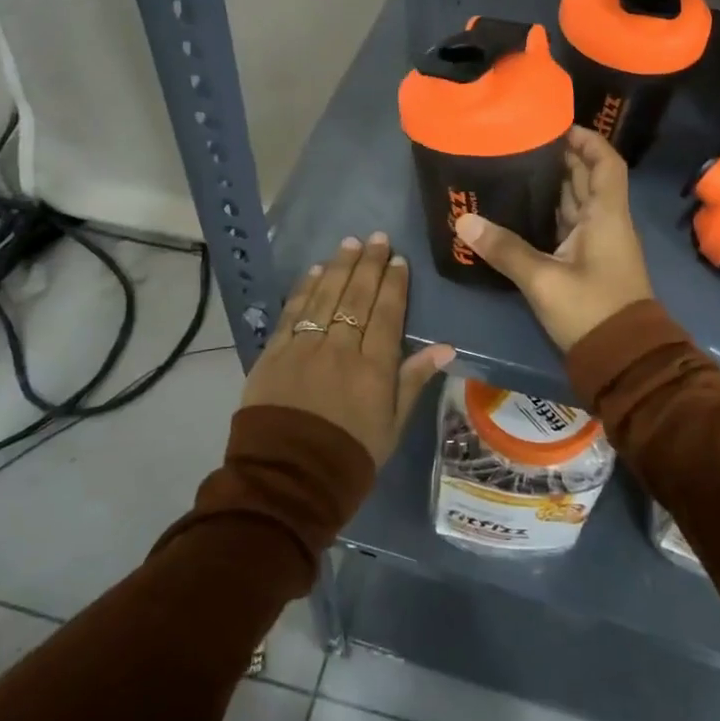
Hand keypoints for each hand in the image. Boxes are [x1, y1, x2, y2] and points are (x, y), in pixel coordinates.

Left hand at [241, 232, 455, 465]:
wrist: (286, 483)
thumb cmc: (349, 458)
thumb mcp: (392, 427)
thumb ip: (414, 381)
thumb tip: (445, 347)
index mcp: (374, 368)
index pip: (388, 314)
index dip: (394, 284)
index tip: (399, 260)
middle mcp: (340, 349)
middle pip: (357, 297)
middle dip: (369, 264)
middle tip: (378, 238)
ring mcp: (304, 348)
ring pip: (325, 297)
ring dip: (339, 266)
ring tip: (350, 243)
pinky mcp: (274, 354)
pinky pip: (293, 313)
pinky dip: (305, 289)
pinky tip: (314, 271)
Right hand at [452, 127, 653, 351]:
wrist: (623, 360)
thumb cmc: (591, 309)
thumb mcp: (543, 280)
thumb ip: (505, 250)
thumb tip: (464, 221)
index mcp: (606, 215)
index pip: (605, 162)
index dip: (587, 140)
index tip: (557, 125)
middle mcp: (606, 222)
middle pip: (588, 178)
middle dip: (562, 158)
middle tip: (523, 144)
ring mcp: (598, 244)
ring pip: (577, 202)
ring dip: (554, 185)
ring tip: (516, 168)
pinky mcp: (588, 263)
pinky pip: (569, 225)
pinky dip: (550, 213)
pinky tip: (522, 210)